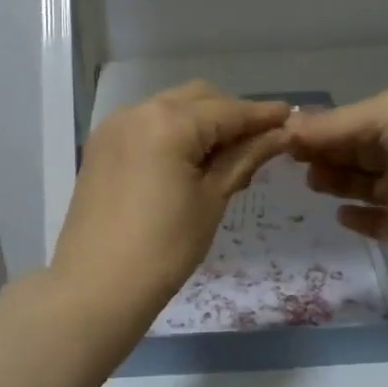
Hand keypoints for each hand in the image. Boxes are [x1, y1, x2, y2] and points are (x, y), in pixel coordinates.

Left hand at [51, 82, 290, 322]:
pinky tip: (188, 161)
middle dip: (230, 115)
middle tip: (260, 144)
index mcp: (168, 122)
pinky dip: (173, 132)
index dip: (262, 115)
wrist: (95, 287)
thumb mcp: (212, 200)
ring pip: (171, 108)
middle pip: (198, 99)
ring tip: (226, 157)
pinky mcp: (101, 146)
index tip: (292, 117)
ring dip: (202, 122)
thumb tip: (280, 134)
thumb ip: (245, 158)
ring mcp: (114, 126)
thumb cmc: (164, 248)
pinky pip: (147, 124)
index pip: (227, 110)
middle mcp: (138, 110)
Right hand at [287, 86, 387, 277]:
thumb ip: (336, 123)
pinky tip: (340, 213)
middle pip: (352, 150)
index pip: (353, 120)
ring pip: (358, 183)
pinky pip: (372, 221)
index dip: (320, 126)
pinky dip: (354, 216)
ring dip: (333, 179)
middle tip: (289, 158)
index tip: (285, 134)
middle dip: (322, 151)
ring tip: (312, 180)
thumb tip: (288, 127)